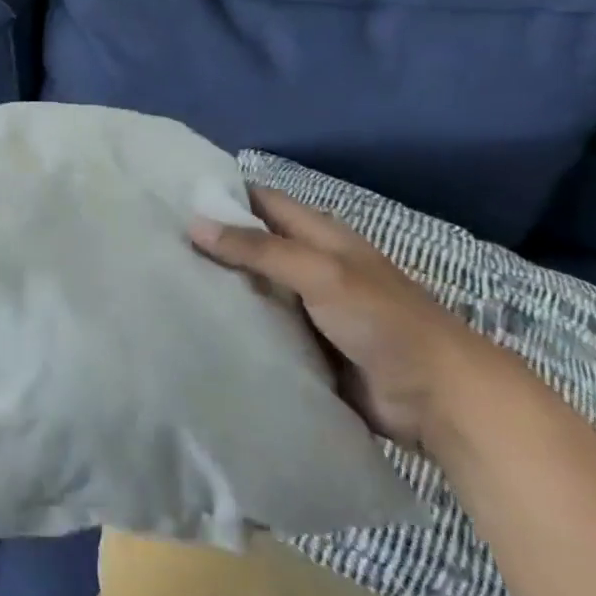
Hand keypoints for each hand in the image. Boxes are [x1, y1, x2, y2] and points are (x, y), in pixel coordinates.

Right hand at [189, 187, 491, 448]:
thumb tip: (194, 224)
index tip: (171, 198)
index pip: (261, 201)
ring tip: (162, 280)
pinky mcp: (301, 345)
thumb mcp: (322, 273)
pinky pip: (258, 326)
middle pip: (251, 244)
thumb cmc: (385, 322)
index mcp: (320, 235)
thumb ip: (260, 249)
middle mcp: (308, 265)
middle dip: (210, 242)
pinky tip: (193, 322)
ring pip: (250, 286)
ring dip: (217, 285)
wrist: (440, 400)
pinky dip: (231, 322)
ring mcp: (304, 307)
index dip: (222, 195)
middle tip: (156, 243)